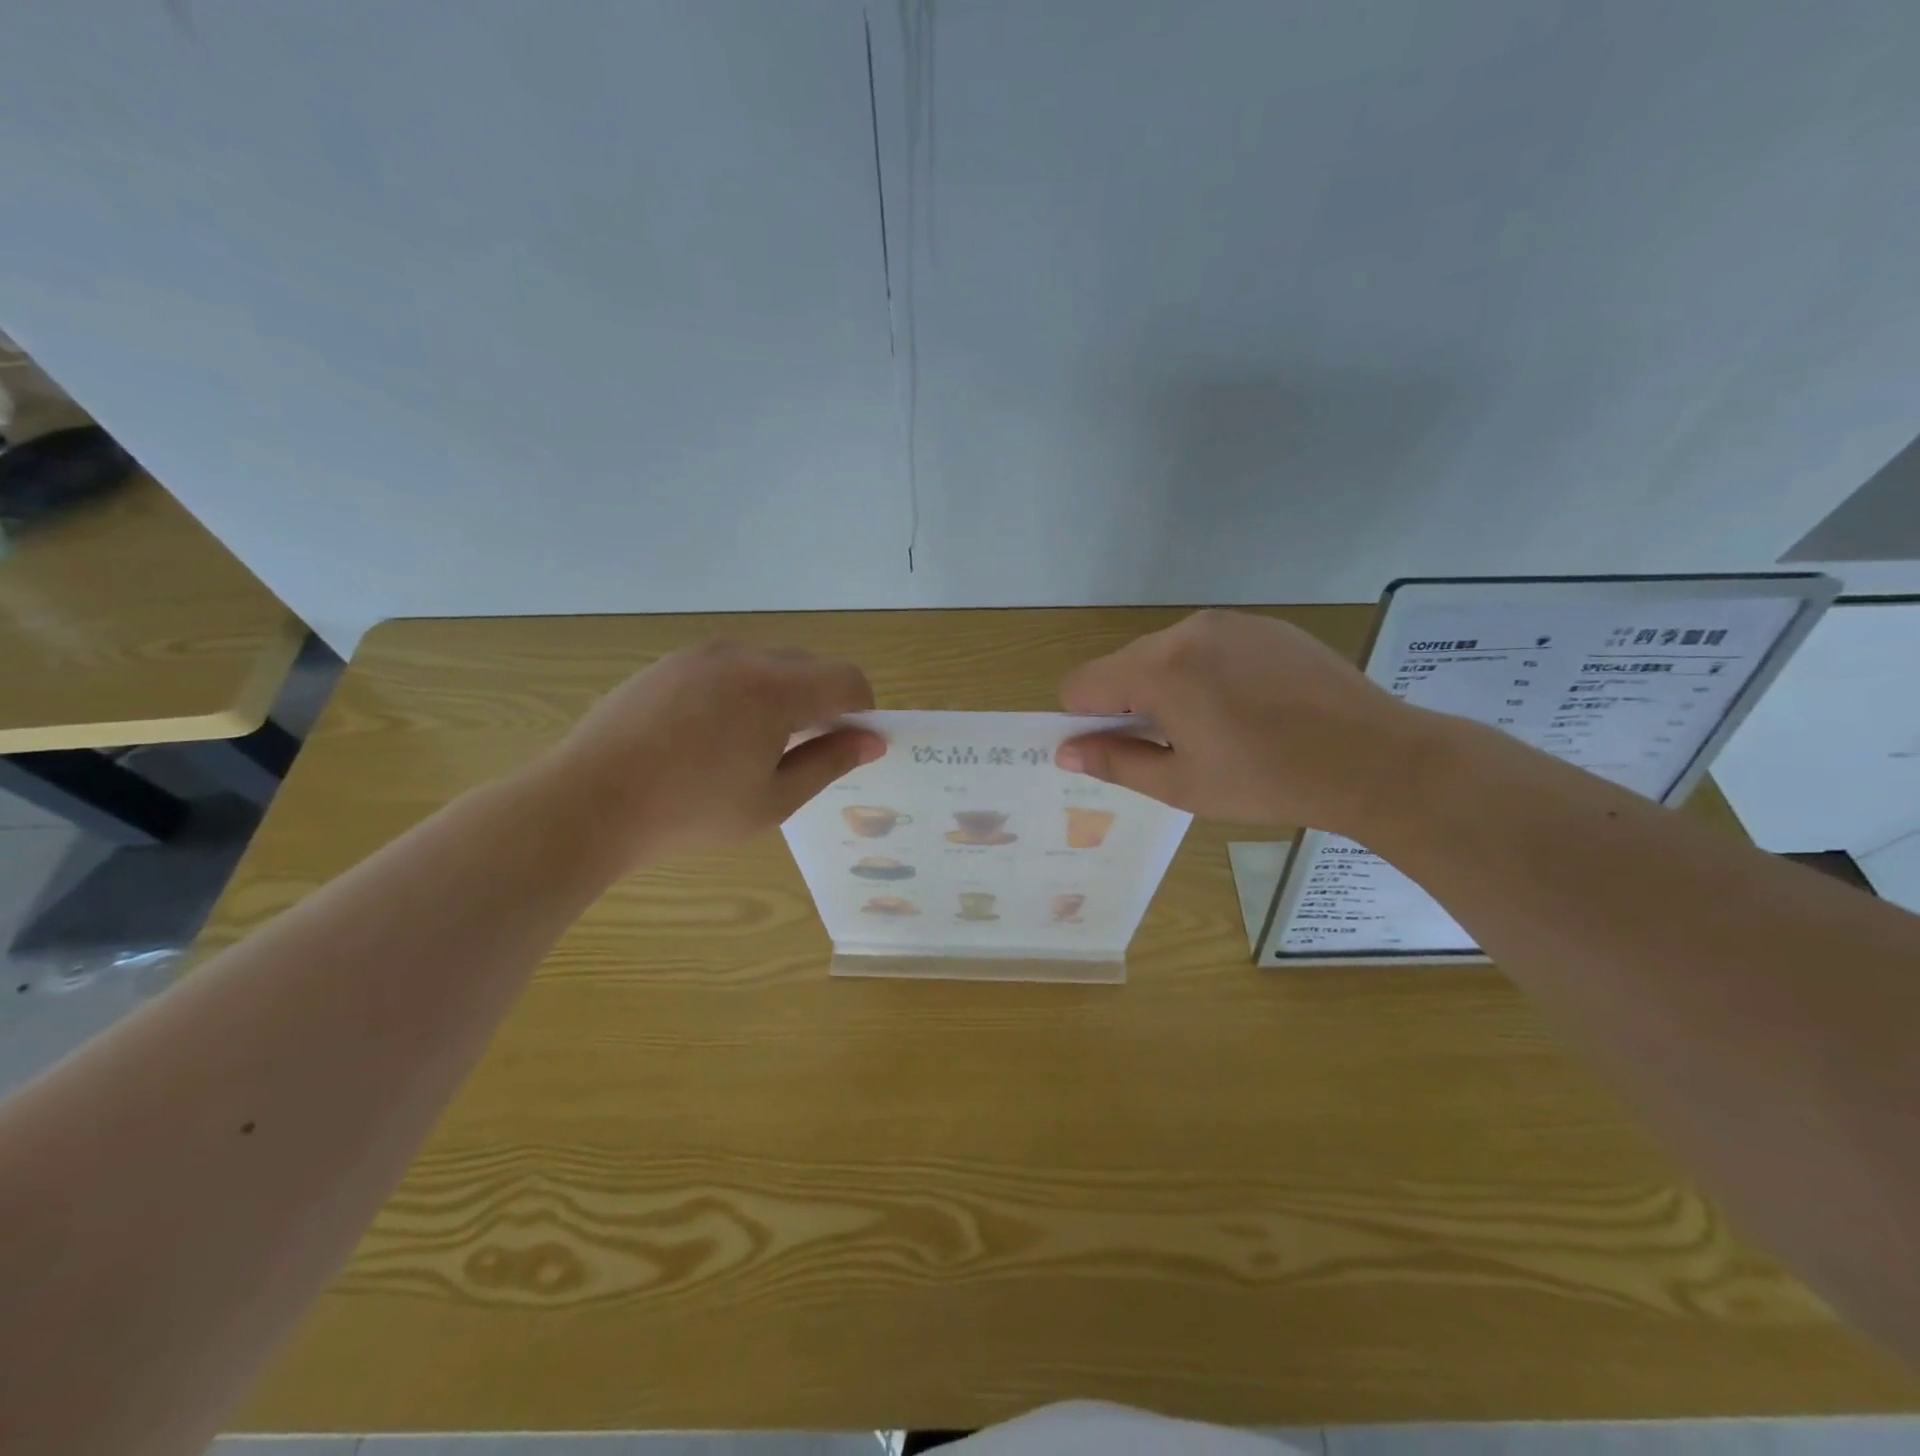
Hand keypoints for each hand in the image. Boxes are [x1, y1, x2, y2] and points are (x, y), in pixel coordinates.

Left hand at [537, 641, 883, 868]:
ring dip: (783, 693)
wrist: (588, 802)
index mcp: (776, 689)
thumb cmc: (691, 811)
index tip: (852, 743)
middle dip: (823, 701)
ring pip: (768, 661)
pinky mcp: (670, 662)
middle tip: (804, 750)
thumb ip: (829, 763)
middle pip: (810, 665)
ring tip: (754, 744)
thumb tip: (871, 741)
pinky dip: (743, 689)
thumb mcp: (773, 800)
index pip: (847, 680)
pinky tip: (713, 733)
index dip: (862, 709)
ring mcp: (701, 653)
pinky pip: (728, 664)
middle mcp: (743, 656)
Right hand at [1056, 610, 1426, 833]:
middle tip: (1175, 747)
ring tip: (1217, 728)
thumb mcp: (1181, 784)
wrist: (1376, 759)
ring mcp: (1229, 622)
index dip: (1086, 720)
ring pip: (1165, 654)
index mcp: (1160, 669)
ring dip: (1168, 688)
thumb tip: (1066, 752)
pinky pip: (1208, 646)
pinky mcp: (1264, 625)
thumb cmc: (1268, 781)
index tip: (1121, 749)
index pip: (1081, 683)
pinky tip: (1249, 707)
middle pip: (1123, 665)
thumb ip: (1114, 762)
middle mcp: (1186, 630)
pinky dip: (1207, 674)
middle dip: (1130, 704)